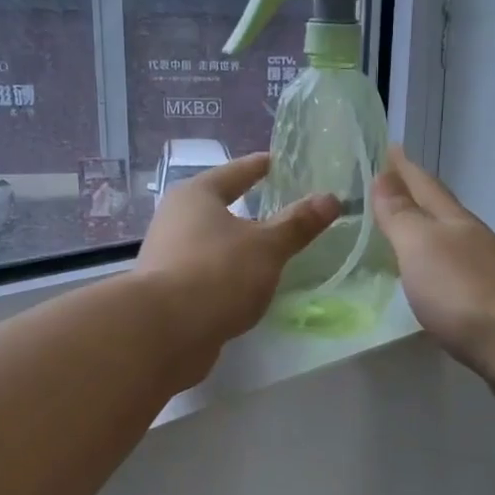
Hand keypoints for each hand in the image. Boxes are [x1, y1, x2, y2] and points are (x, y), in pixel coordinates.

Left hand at [136, 152, 340, 379]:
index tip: (278, 162)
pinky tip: (247, 288)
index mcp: (196, 195)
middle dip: (248, 210)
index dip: (259, 167)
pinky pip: (207, 274)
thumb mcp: (267, 247)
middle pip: (218, 207)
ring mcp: (167, 257)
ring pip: (211, 243)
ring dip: (237, 246)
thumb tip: (330, 199)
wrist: (164, 332)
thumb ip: (297, 224)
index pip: (235, 172)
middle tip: (281, 209)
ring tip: (270, 252)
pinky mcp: (168, 292)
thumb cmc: (218, 273)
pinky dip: (228, 275)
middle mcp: (175, 219)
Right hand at [371, 147, 494, 414]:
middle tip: (388, 188)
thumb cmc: (465, 290)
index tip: (389, 147)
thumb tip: (384, 176)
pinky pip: (451, 277)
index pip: (424, 185)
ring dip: (424, 234)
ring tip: (401, 233)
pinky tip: (425, 281)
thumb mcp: (421, 245)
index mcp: (453, 221)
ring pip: (447, 244)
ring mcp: (484, 275)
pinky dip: (433, 270)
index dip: (405, 168)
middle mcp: (471, 241)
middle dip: (414, 197)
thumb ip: (400, 215)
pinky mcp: (487, 308)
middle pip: (438, 211)